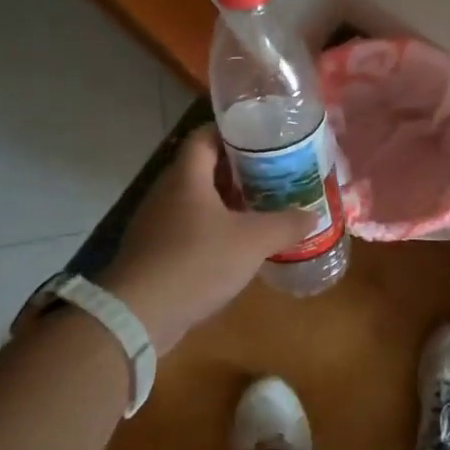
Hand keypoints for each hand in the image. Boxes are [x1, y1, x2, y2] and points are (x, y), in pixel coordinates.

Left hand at [93, 126, 312, 352]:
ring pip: (196, 201)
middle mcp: (167, 193)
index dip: (233, 133)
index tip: (263, 139)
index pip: (205, 136)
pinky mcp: (154, 252)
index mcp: (186, 177)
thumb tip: (312, 215)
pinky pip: (188, 229)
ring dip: (226, 203)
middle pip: (203, 169)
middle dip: (238, 171)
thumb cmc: (196, 261)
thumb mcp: (252, 241)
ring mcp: (156, 224)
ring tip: (261, 209)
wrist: (137, 316)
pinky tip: (236, 246)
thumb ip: (285, 225)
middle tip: (273, 175)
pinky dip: (213, 230)